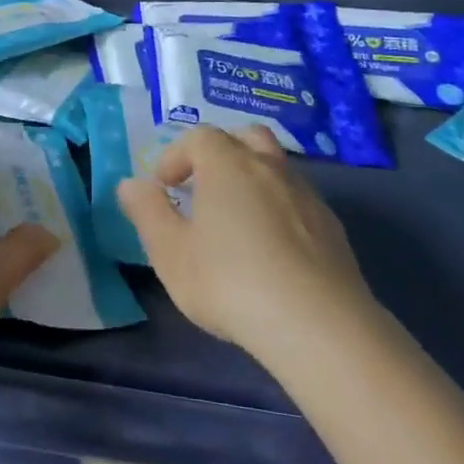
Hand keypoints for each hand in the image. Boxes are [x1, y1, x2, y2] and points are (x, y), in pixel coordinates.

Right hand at [118, 125, 376, 355]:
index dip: (176, 156)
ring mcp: (307, 196)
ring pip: (276, 168)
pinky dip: (279, 209)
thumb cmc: (230, 282)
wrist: (319, 327)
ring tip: (236, 222)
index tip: (163, 187)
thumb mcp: (170, 252)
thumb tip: (131, 184)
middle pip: (245, 138)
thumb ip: (147, 212)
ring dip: (252, 180)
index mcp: (228, 164)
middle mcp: (270, 168)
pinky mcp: (333, 229)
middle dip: (221, 153)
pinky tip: (271, 251)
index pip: (199, 137)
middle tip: (203, 188)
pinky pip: (298, 201)